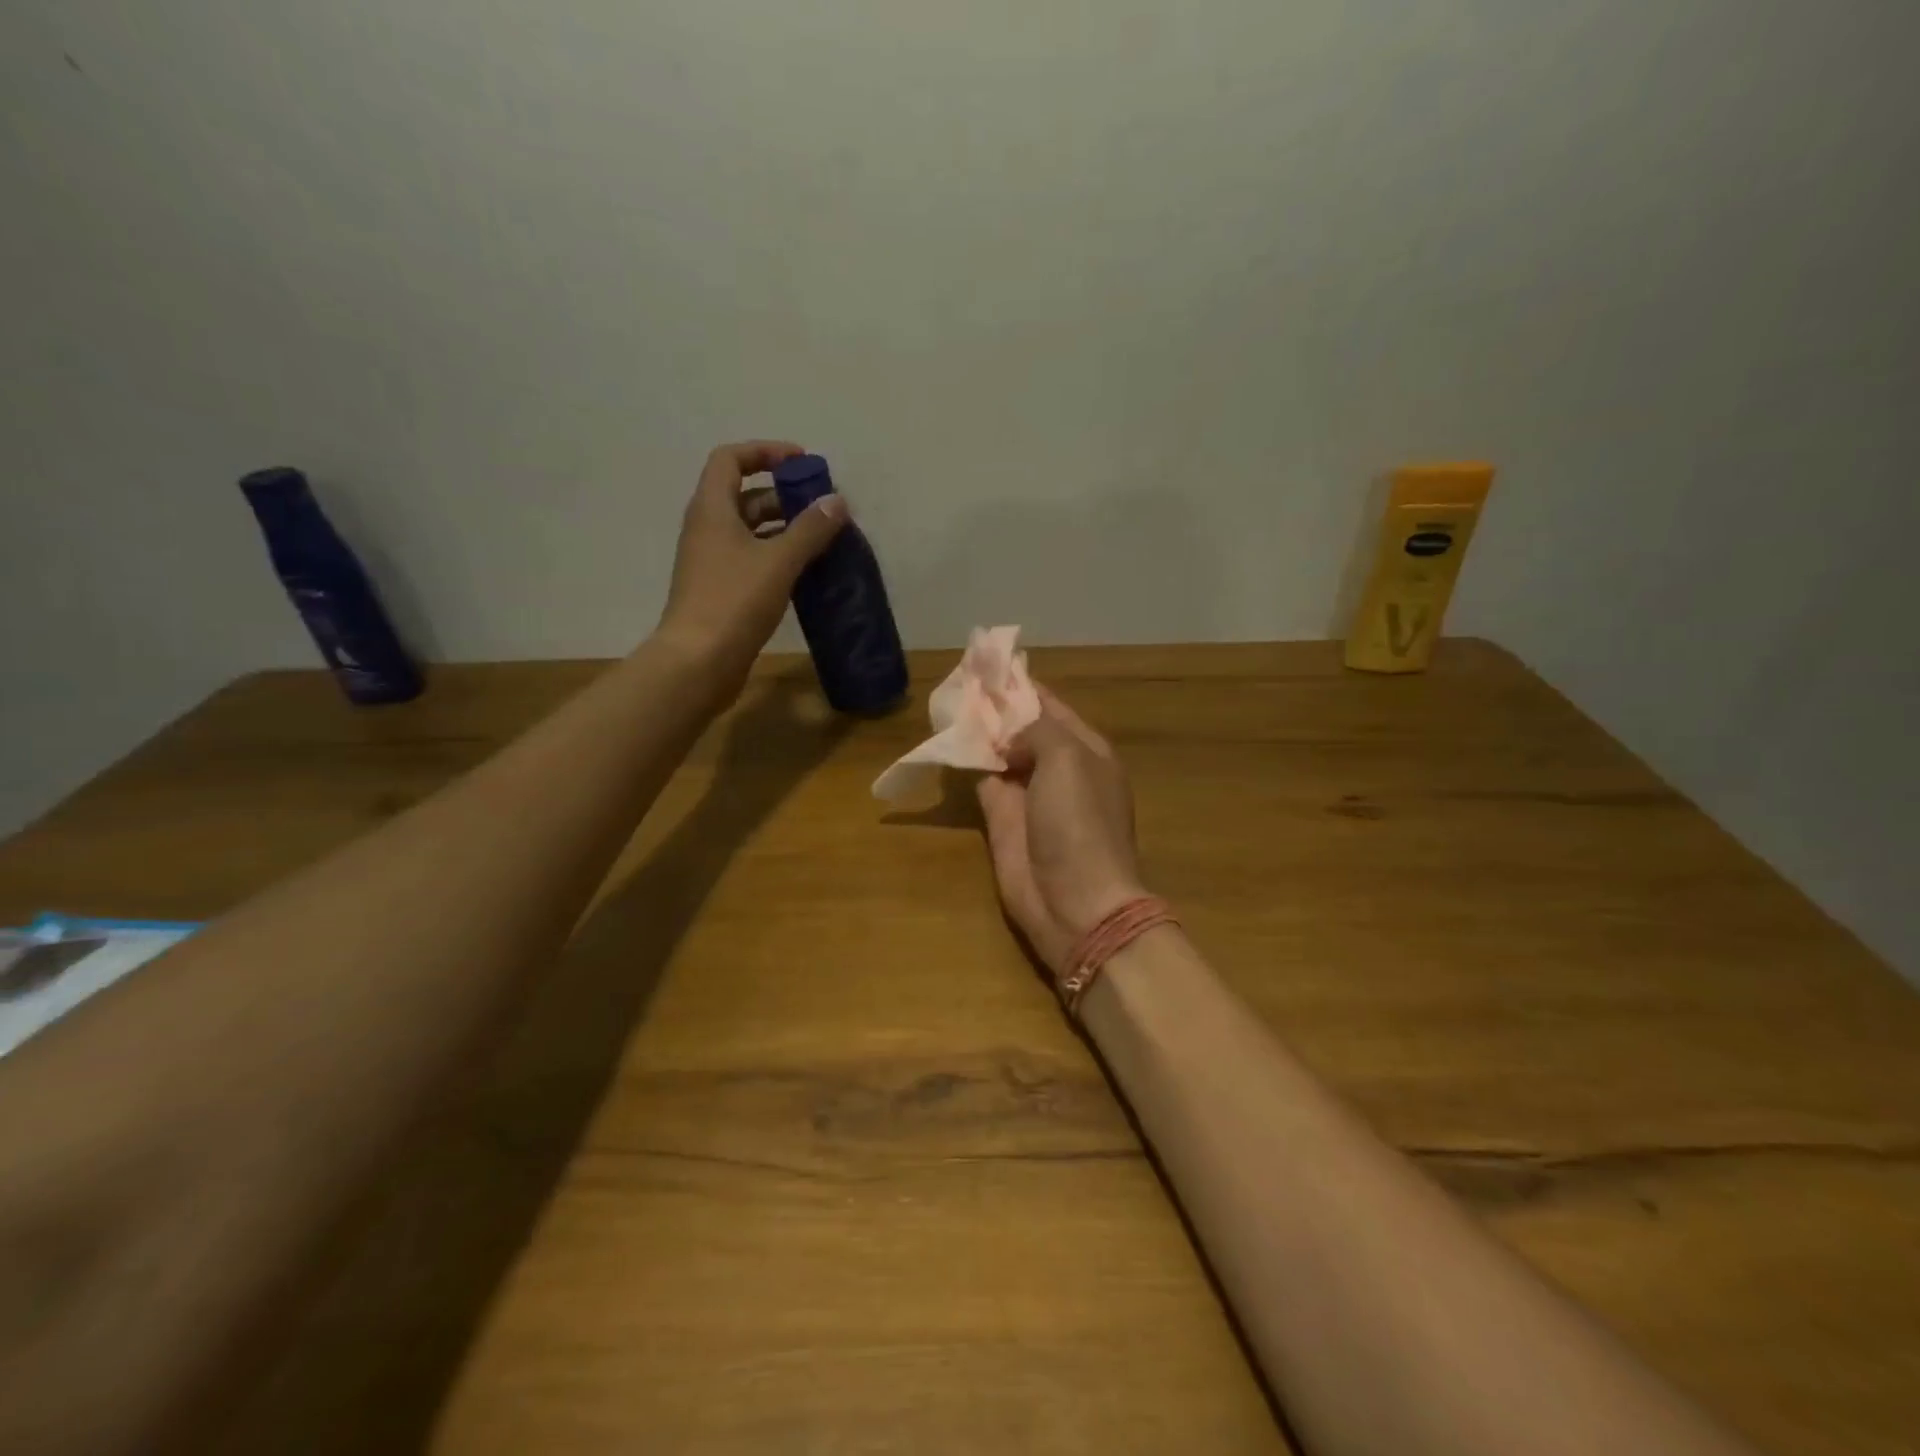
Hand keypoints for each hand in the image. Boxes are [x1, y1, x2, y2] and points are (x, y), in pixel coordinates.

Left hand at [656, 440, 846, 692]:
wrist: (698, 662)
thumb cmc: (734, 602)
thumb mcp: (778, 561)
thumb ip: (810, 529)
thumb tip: (837, 501)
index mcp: (712, 509)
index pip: (730, 459)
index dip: (765, 452)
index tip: (801, 462)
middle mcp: (707, 529)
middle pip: (744, 496)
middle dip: (784, 495)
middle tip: (823, 509)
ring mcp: (712, 562)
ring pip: (751, 531)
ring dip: (785, 528)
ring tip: (823, 540)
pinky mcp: (721, 590)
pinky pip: (753, 560)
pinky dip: (779, 557)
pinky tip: (807, 572)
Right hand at [976, 687, 1148, 974]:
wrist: (1075, 901)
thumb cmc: (1080, 822)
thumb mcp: (1068, 759)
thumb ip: (1036, 731)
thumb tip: (1008, 736)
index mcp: (1086, 750)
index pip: (1051, 706)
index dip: (1022, 685)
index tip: (990, 663)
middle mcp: (1058, 768)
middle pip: (1023, 728)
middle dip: (996, 706)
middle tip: (961, 678)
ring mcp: (1029, 795)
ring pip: (1000, 752)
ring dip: (979, 730)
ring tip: (949, 700)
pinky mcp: (1002, 820)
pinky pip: (983, 780)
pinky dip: (968, 760)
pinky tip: (947, 739)